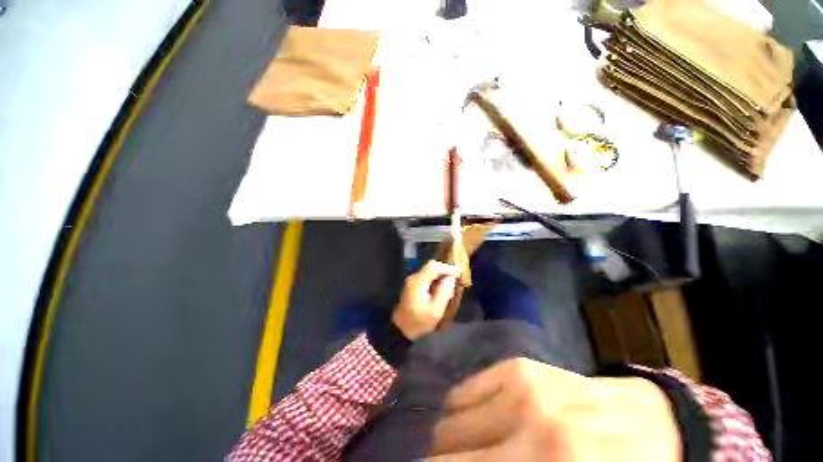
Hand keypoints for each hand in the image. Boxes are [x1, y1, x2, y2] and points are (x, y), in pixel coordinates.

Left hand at [392, 260, 460, 339]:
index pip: (433, 267)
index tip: (460, 270)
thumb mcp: (435, 311)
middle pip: (431, 266)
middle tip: (456, 279)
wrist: (402, 328)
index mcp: (418, 283)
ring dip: (441, 275)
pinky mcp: (413, 284)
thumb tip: (451, 278)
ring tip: (450, 285)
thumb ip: (444, 292)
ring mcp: (412, 280)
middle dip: (445, 270)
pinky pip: (427, 276)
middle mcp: (414, 278)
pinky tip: (441, 288)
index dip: (448, 267)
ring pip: (429, 270)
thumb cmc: (419, 322)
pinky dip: (436, 279)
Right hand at [431, 358, 680, 461]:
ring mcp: (520, 386)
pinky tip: (475, 422)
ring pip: (451, 416)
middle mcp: (528, 423)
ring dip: (449, 438)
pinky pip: (464, 390)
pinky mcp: (516, 366)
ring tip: (464, 447)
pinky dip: (460, 411)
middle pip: (447, 442)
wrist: (645, 424)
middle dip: (440, 459)